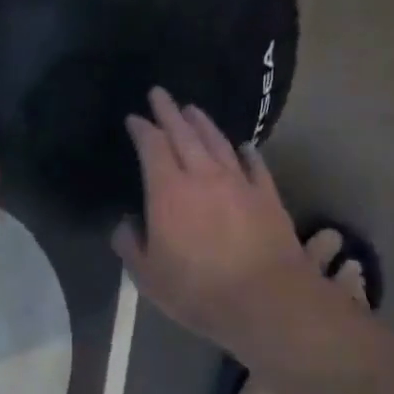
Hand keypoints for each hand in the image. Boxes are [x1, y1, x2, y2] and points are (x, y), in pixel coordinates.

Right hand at [111, 88, 314, 354]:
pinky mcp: (267, 196)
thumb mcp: (148, 276)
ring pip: (218, 142)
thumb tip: (125, 225)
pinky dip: (246, 152)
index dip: (141, 129)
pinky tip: (243, 146)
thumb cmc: (198, 290)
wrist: (267, 301)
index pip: (152, 146)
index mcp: (168, 190)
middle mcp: (203, 175)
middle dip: (169, 111)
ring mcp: (239, 183)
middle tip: (160, 93)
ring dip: (203, 123)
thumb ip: (131, 245)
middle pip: (184, 133)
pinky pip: (255, 165)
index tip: (134, 118)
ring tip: (193, 109)